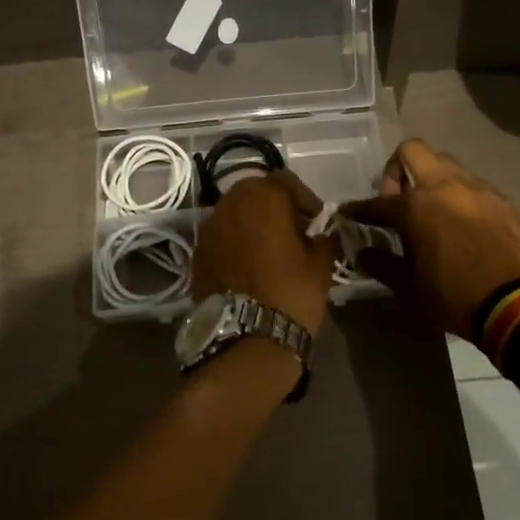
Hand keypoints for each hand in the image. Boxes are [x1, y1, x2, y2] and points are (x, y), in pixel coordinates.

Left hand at [191, 169, 336, 333]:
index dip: (304, 198)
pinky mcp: (197, 253)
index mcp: (263, 196)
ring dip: (252, 223)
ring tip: (270, 249)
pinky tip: (249, 266)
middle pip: (256, 192)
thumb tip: (321, 234)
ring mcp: (209, 228)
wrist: (247, 338)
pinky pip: (221, 237)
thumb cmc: (291, 293)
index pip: (286, 181)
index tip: (315, 221)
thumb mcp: (321, 264)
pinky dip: (235, 243)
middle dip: (275, 206)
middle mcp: (230, 203)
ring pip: (235, 213)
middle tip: (293, 231)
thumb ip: (322, 238)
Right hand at [343, 139, 519, 336]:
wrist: (518, 303)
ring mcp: (476, 188)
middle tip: (398, 198)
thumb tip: (363, 253)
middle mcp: (443, 185)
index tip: (349, 213)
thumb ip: (382, 265)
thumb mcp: (409, 288)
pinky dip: (459, 194)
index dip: (358, 209)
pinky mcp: (501, 199)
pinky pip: (472, 184)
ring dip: (432, 178)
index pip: (377, 202)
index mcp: (414, 206)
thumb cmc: (454, 296)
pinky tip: (461, 221)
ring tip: (432, 209)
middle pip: (413, 150)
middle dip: (398, 168)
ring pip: (446, 163)